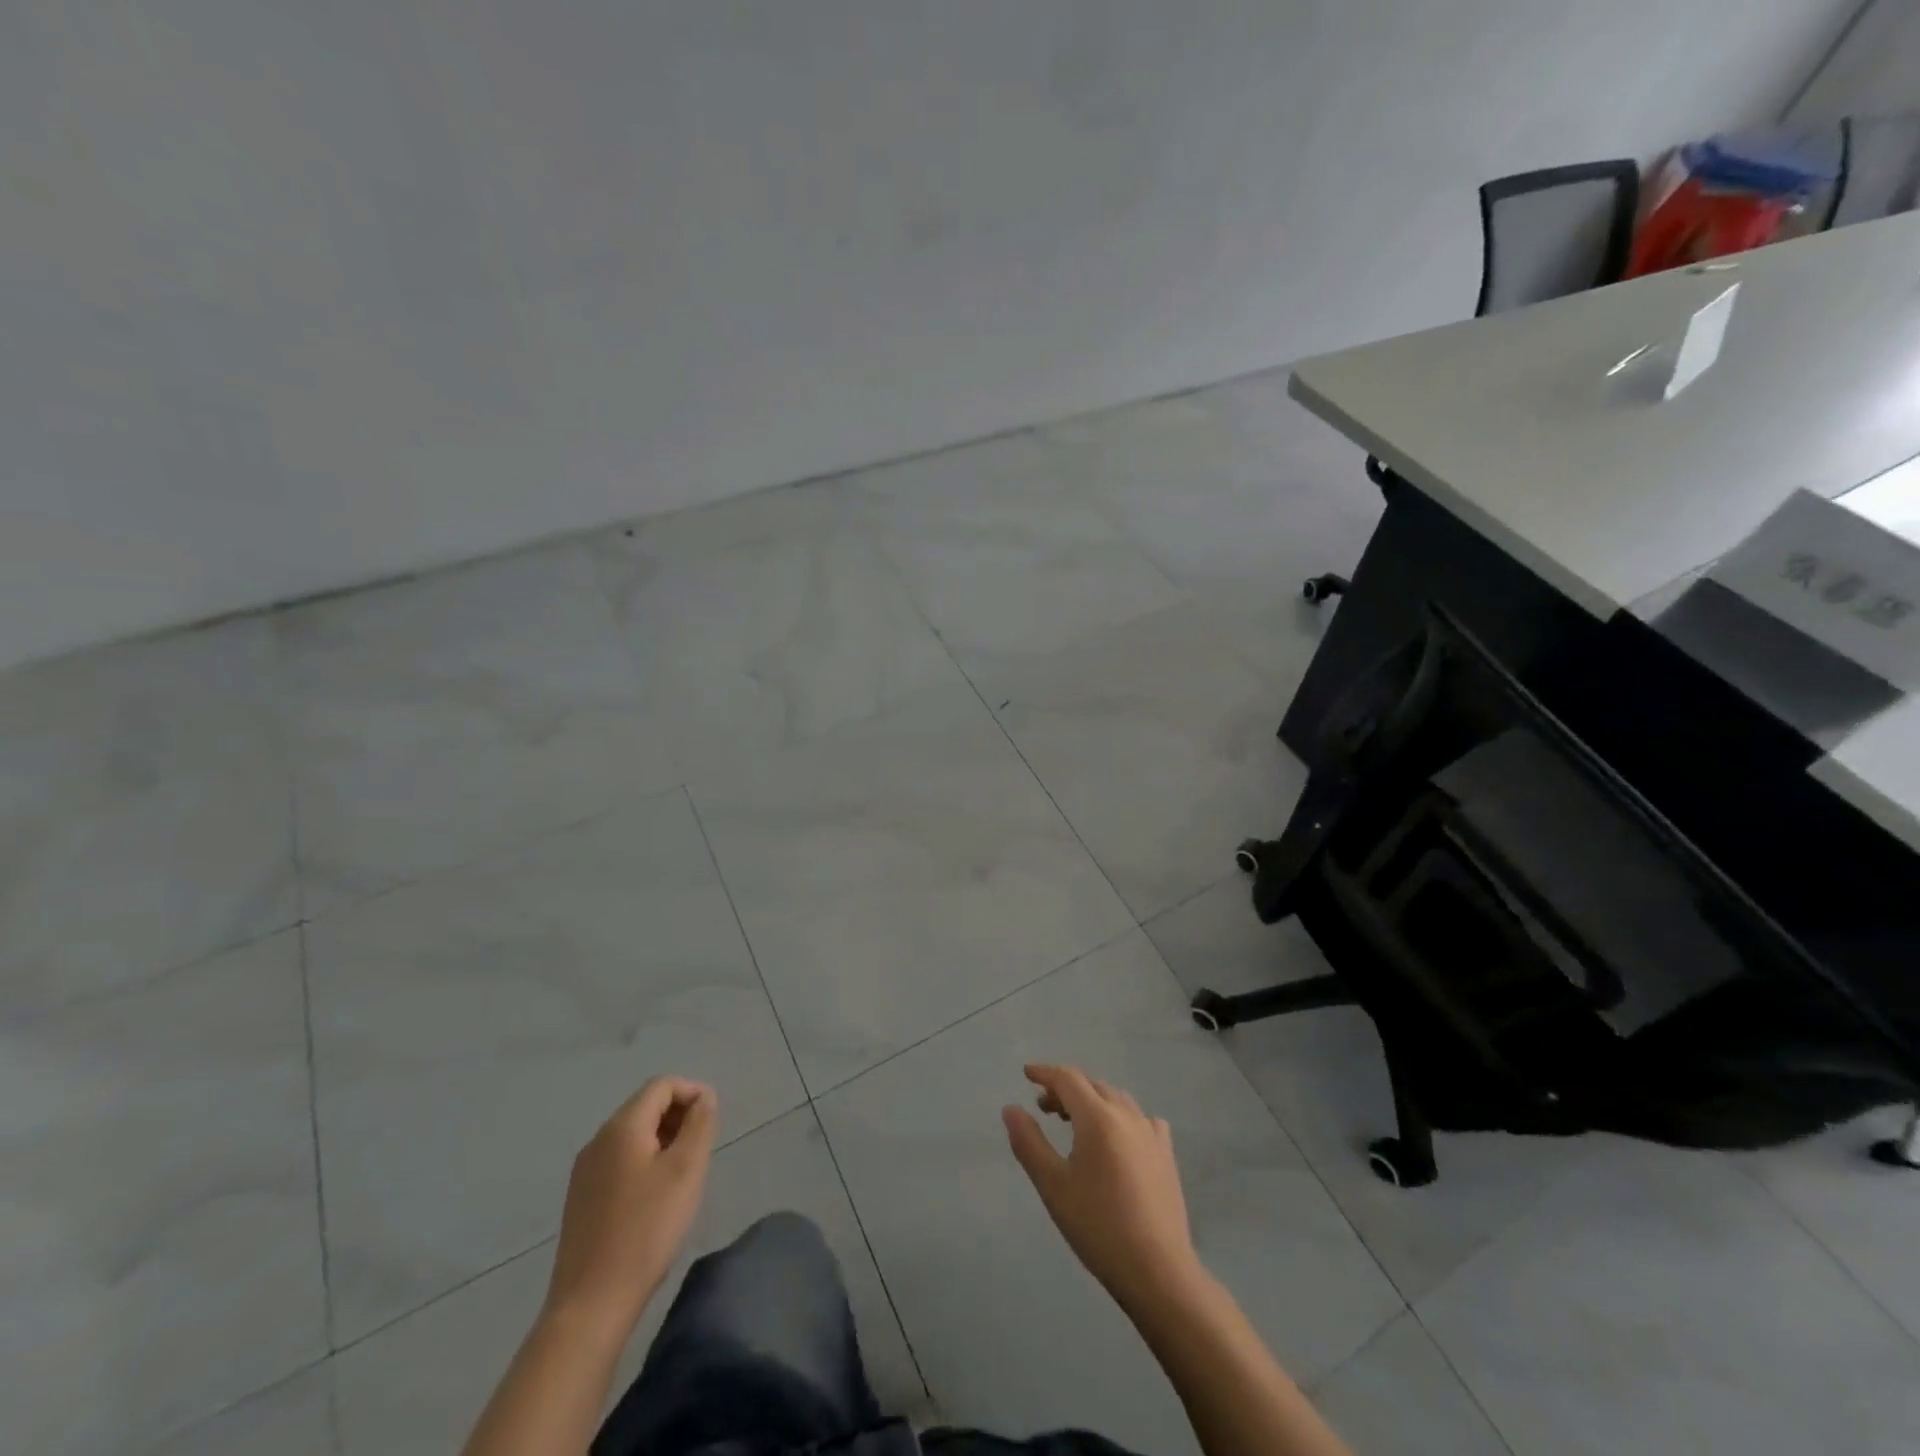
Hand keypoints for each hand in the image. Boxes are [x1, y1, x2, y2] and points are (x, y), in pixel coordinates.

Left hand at [545, 1077, 717, 1336]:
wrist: (591, 1303)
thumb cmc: (646, 1229)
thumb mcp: (686, 1170)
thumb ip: (699, 1124)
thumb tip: (703, 1097)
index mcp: (621, 1127)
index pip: (662, 1085)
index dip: (692, 1092)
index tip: (713, 1121)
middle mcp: (598, 1140)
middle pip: (645, 1107)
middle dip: (679, 1116)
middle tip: (702, 1149)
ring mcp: (585, 1171)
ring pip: (632, 1135)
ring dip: (663, 1140)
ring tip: (683, 1174)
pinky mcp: (581, 1198)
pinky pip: (619, 1161)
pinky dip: (644, 1162)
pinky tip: (656, 1197)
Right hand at [1003, 1063, 1202, 1308]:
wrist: (1157, 1271)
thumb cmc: (1098, 1226)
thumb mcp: (1053, 1185)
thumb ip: (1029, 1142)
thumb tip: (1011, 1108)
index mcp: (1098, 1117)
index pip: (1068, 1079)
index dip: (1045, 1073)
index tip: (1026, 1073)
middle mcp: (1126, 1115)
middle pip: (1092, 1085)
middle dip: (1066, 1089)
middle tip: (1044, 1107)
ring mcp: (1151, 1133)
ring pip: (1117, 1099)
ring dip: (1092, 1100)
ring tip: (1074, 1122)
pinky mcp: (1166, 1154)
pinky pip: (1142, 1119)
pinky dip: (1121, 1116)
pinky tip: (1118, 1137)